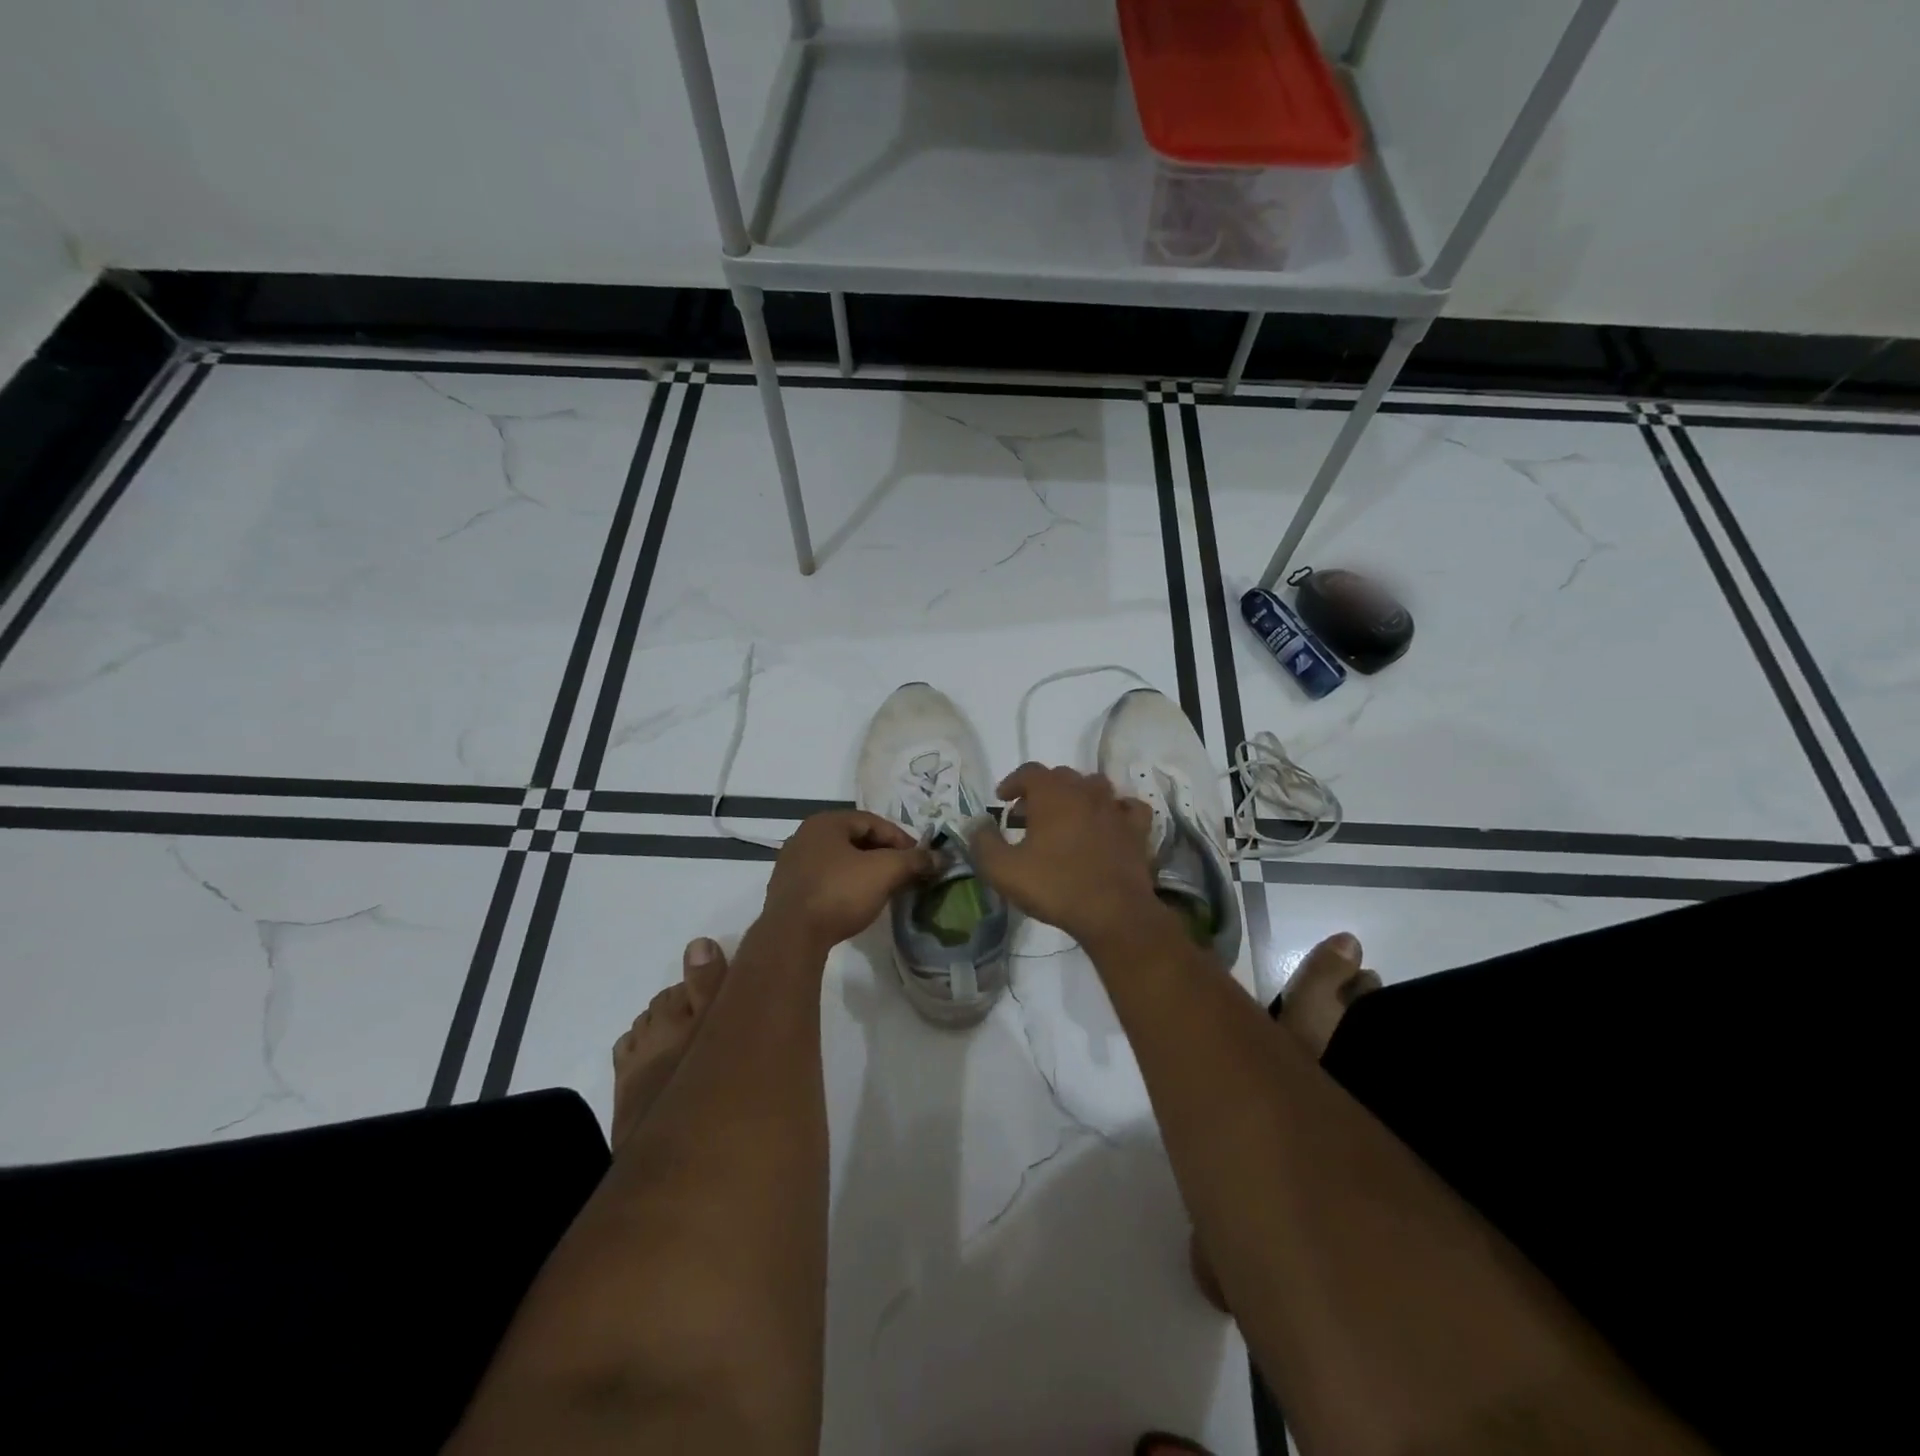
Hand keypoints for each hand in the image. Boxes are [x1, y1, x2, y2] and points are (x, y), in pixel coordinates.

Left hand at [760, 810, 933, 953]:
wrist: (792, 937)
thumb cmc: (840, 893)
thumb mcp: (885, 872)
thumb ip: (914, 860)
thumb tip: (940, 857)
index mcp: (826, 822)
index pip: (873, 822)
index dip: (901, 839)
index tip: (919, 859)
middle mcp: (805, 836)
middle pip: (855, 839)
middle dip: (884, 855)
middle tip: (905, 874)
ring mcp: (791, 864)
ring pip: (839, 861)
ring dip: (864, 871)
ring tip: (885, 889)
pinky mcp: (787, 891)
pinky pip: (824, 879)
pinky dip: (845, 885)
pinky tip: (856, 903)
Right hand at [969, 763, 1161, 951]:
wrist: (1113, 912)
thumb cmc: (1055, 886)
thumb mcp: (1003, 870)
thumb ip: (983, 843)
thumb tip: (977, 824)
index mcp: (1052, 794)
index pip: (1029, 771)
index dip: (1012, 782)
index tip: (1002, 799)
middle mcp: (1085, 791)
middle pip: (1061, 777)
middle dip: (1041, 791)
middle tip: (1027, 816)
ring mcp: (1115, 808)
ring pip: (1094, 786)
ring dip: (1076, 796)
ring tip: (1065, 818)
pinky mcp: (1136, 829)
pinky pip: (1127, 807)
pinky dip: (1115, 809)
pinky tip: (1108, 823)